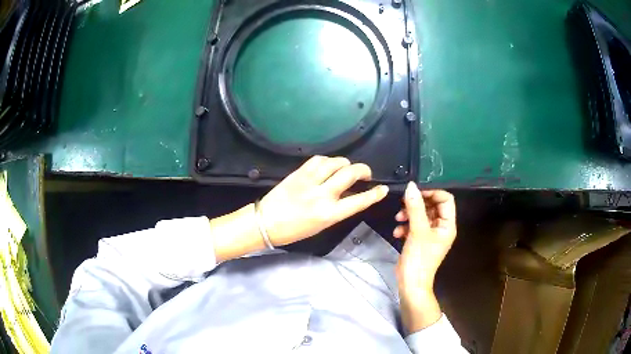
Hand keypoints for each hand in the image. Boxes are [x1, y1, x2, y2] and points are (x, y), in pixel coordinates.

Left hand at [260, 155, 388, 245]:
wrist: (265, 223)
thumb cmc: (294, 230)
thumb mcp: (321, 225)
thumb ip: (337, 210)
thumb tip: (349, 194)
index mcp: (329, 214)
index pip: (359, 201)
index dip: (374, 194)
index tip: (382, 189)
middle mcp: (322, 195)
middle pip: (350, 173)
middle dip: (363, 170)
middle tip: (365, 174)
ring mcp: (310, 182)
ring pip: (335, 162)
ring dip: (346, 163)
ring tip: (346, 168)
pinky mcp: (299, 173)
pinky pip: (318, 160)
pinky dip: (328, 160)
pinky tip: (329, 165)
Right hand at [394, 182, 456, 332]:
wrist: (410, 284)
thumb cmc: (419, 258)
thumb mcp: (417, 231)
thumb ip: (415, 207)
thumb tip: (411, 186)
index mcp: (447, 225)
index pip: (445, 199)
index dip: (432, 192)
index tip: (416, 191)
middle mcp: (441, 227)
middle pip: (432, 206)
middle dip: (417, 204)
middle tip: (403, 202)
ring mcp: (430, 234)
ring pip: (421, 215)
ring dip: (408, 215)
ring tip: (397, 218)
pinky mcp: (419, 240)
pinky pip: (414, 226)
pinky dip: (405, 226)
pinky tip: (397, 232)